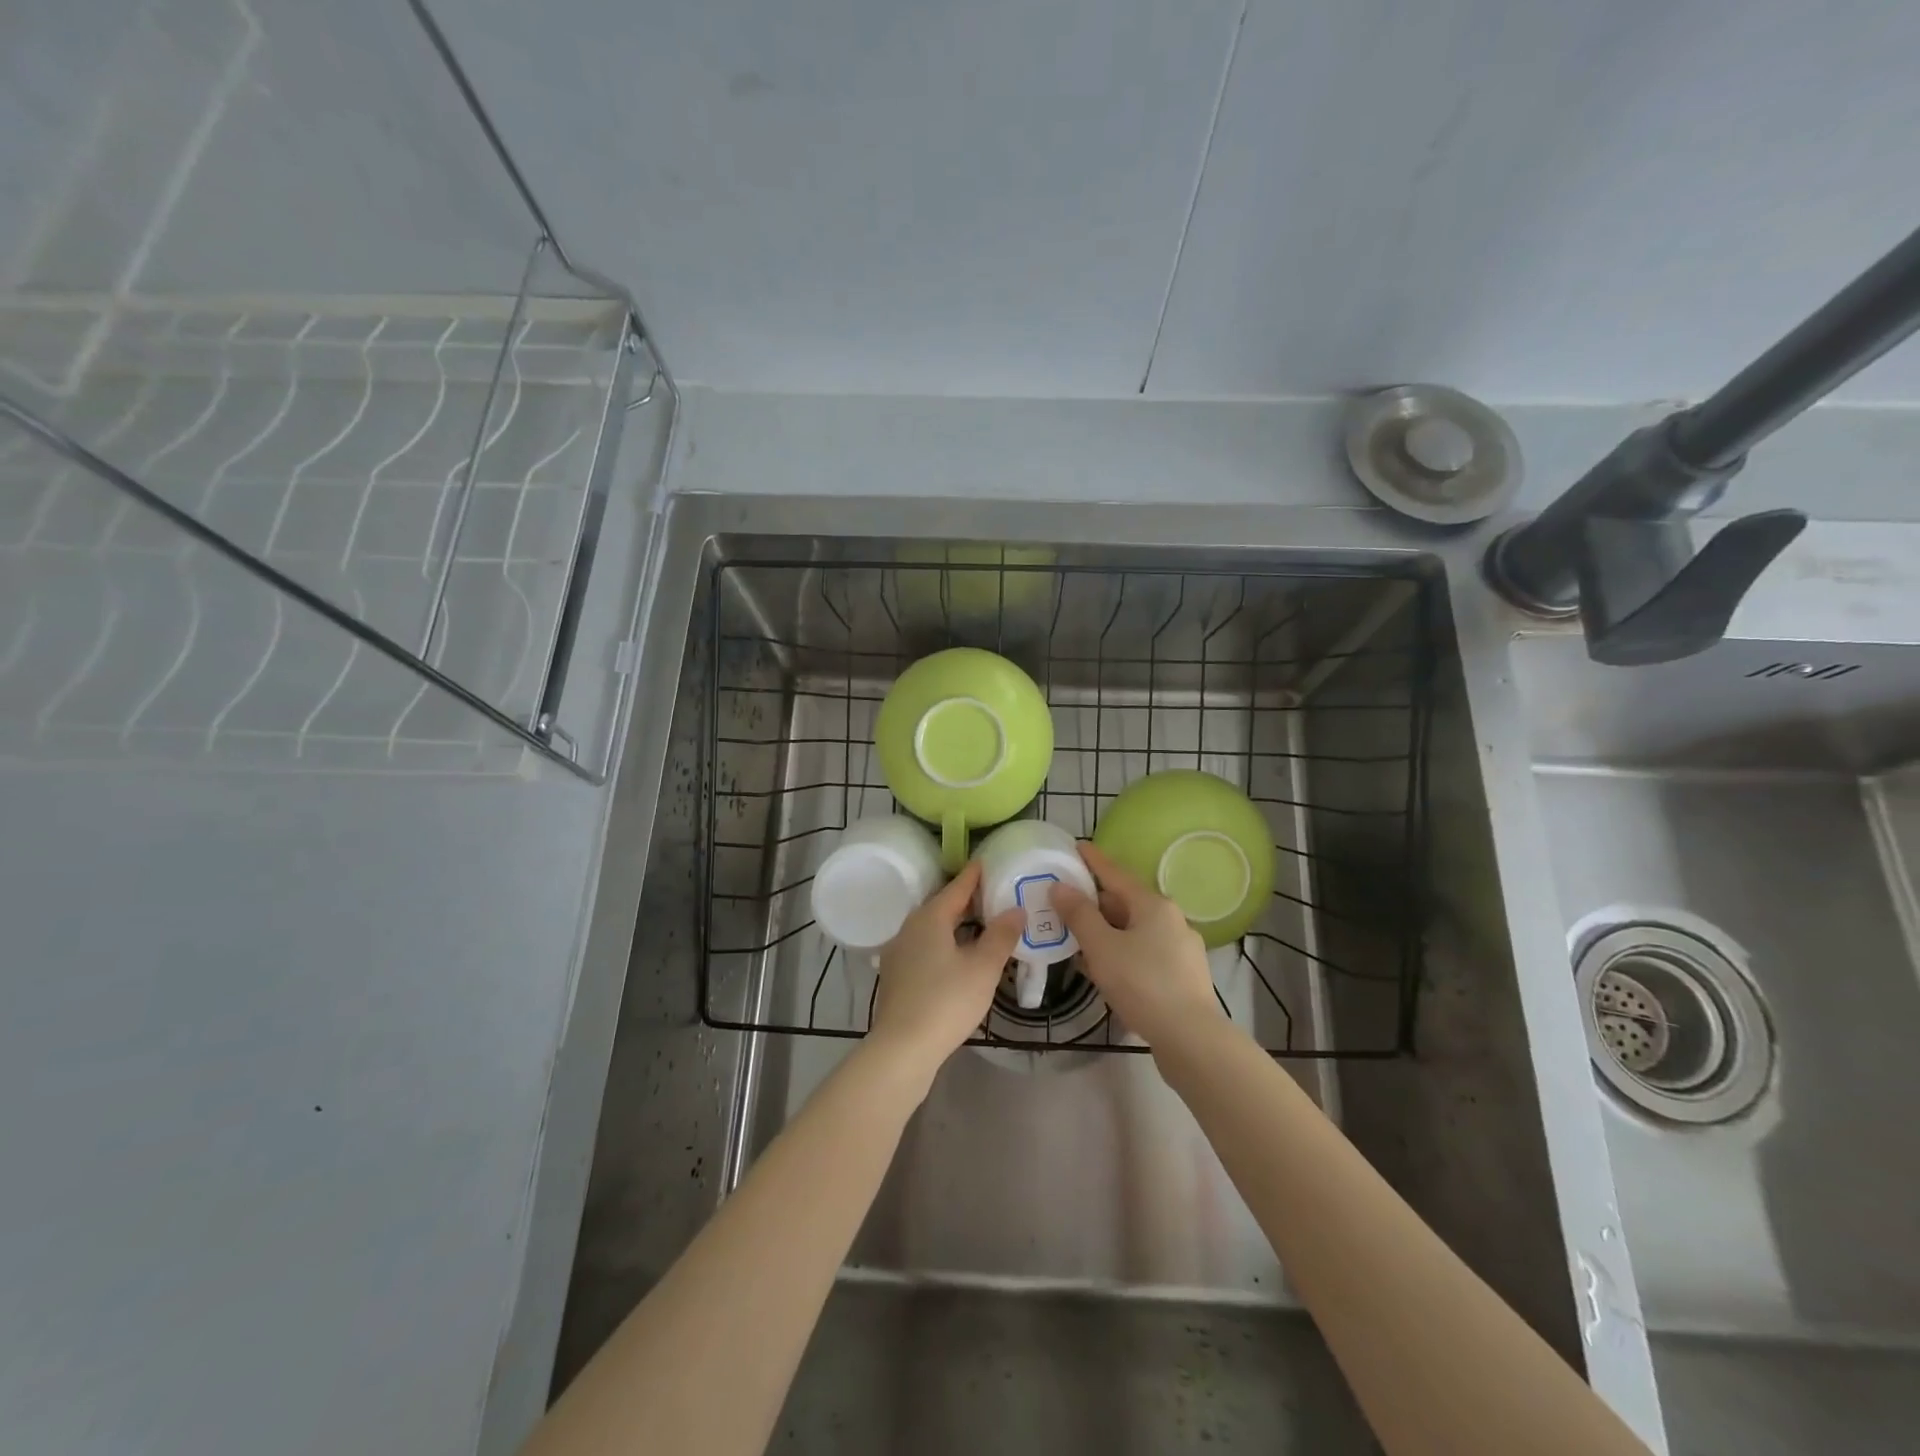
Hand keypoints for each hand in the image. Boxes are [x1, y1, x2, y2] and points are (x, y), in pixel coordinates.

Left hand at [869, 861, 1022, 1079]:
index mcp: (930, 917)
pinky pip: (926, 946)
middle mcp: (910, 927)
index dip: (976, 874)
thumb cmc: (946, 1001)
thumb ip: (1001, 935)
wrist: (902, 1049)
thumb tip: (1016, 908)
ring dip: (957, 924)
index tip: (990, 861)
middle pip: (943, 905)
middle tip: (996, 893)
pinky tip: (961, 955)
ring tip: (984, 924)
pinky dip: (946, 942)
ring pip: (933, 928)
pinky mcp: (898, 975)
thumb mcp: (983, 968)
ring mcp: (900, 952)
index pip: (957, 886)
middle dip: (968, 899)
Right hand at [1051, 842, 1222, 1047]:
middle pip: (1125, 903)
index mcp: (1154, 905)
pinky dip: (1120, 955)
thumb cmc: (1142, 984)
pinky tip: (1103, 972)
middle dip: (1095, 904)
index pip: (1116, 873)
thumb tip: (1060, 887)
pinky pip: (1143, 955)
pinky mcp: (1182, 977)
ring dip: (1106, 933)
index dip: (1093, 860)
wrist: (1191, 1039)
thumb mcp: (1102, 947)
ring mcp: (1180, 949)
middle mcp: (1171, 920)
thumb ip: (1079, 915)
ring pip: (1134, 932)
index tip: (1076, 846)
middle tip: (1065, 905)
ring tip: (1077, 941)